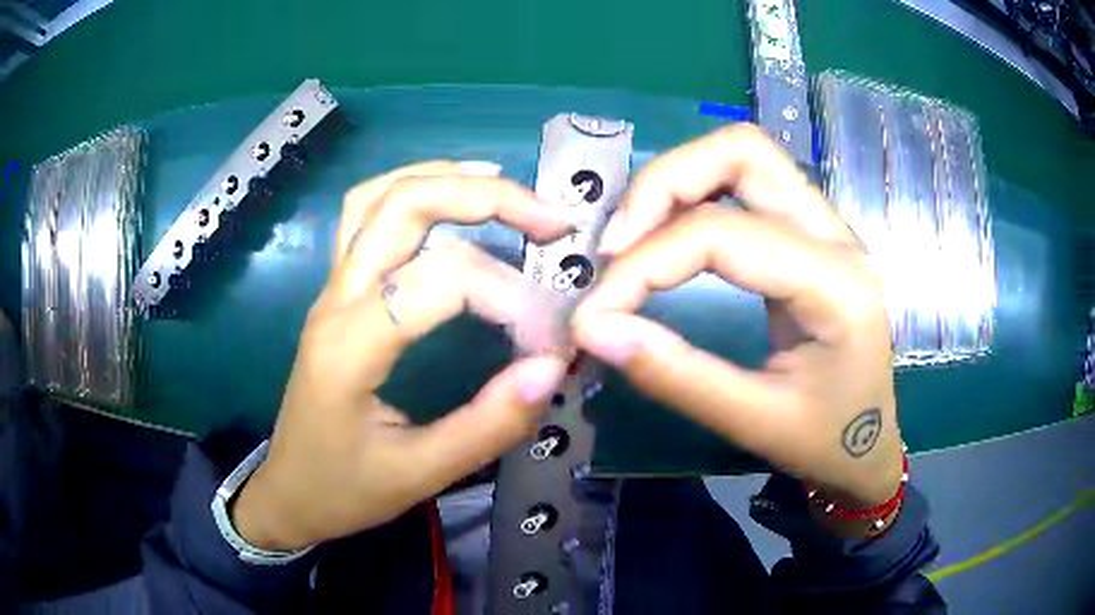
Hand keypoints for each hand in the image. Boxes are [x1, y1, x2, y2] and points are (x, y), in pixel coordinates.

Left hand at [233, 161, 570, 550]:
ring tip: (506, 188)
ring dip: (446, 178)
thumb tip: (551, 367)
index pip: (441, 280)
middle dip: (486, 197)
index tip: (550, 337)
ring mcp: (332, 288)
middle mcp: (337, 299)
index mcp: (350, 345)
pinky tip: (450, 198)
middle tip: (550, 219)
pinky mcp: (337, 293)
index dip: (508, 294)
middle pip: (404, 205)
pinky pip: (365, 214)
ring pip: (379, 196)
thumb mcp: (419, 475)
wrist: (289, 492)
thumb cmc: (344, 490)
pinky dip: (412, 189)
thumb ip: (488, 426)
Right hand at [574, 125, 902, 510]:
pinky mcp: (810, 235)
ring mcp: (827, 227)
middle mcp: (836, 235)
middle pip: (742, 152)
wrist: (868, 446)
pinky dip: (695, 196)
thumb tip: (593, 330)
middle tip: (615, 244)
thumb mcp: (754, 422)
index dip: (644, 264)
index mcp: (835, 283)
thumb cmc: (826, 441)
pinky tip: (667, 237)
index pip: (722, 235)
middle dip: (663, 183)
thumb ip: (675, 375)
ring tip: (632, 238)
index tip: (594, 312)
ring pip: (744, 155)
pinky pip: (747, 186)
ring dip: (678, 182)